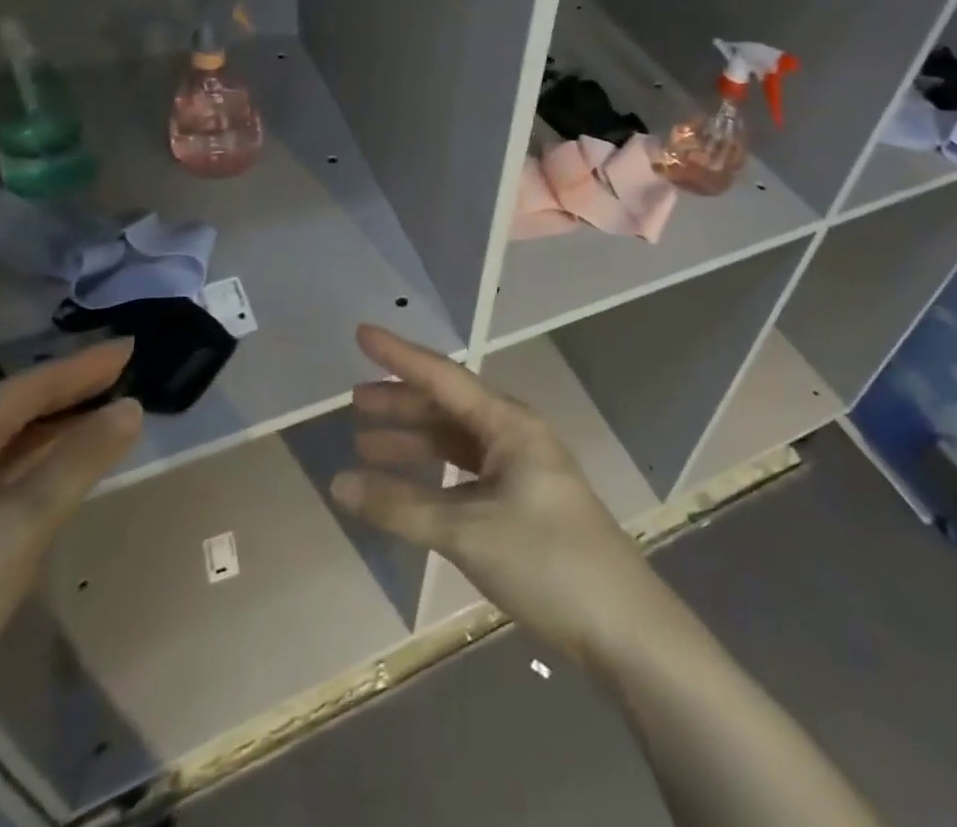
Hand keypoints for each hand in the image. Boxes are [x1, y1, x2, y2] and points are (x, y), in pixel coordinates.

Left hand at [0, 342, 142, 701]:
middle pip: (12, 413)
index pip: (25, 389)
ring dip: (55, 428)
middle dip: (68, 391)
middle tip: (122, 375)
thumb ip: (81, 458)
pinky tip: (61, 476)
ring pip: (5, 448)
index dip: (80, 366)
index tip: (129, 348)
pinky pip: (0, 479)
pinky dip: (39, 464)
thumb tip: (131, 407)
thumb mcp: (26, 519)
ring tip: (103, 417)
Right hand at [331, 326, 658, 661]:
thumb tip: (339, 483)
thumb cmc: (544, 560)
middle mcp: (514, 434)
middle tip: (355, 400)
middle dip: (402, 402)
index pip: (443, 378)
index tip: (363, 333)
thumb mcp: (467, 532)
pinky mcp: (520, 500)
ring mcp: (519, 467)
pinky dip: (433, 475)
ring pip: (456, 441)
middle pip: (448, 406)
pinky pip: (466, 472)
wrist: (618, 622)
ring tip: (366, 443)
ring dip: (414, 440)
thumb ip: (401, 507)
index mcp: (509, 423)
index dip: (400, 356)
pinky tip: (408, 486)